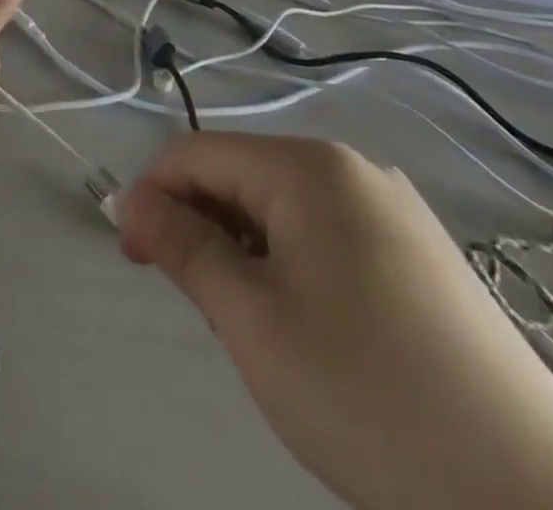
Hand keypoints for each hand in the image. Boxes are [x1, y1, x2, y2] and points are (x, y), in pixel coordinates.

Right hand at [119, 133, 552, 509]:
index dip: (153, 196)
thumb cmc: (370, 398)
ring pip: (282, 208)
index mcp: (309, 167)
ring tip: (255, 324)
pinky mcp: (424, 257)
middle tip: (198, 303)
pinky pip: (328, 235)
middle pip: (241, 176)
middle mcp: (353, 169)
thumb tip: (128, 200)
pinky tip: (312, 329)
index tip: (134, 257)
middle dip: (202, 226)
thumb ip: (182, 246)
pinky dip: (293, 266)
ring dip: (245, 250)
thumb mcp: (252, 319)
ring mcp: (396, 212)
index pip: (198, 154)